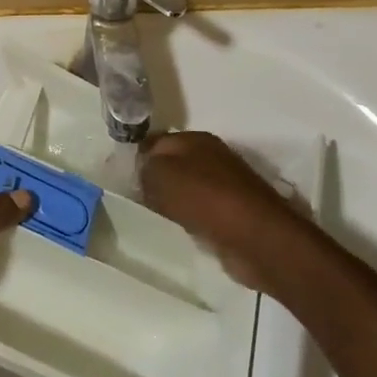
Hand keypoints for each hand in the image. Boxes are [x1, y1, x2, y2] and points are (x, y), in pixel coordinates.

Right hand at [140, 131, 318, 296]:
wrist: (255, 237)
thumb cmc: (204, 198)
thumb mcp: (160, 174)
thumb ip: (144, 166)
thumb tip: (142, 169)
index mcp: (194, 139)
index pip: (156, 141)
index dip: (137, 156)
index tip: (120, 176)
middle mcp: (212, 156)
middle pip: (172, 164)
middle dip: (154, 180)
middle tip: (134, 198)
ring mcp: (226, 185)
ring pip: (186, 188)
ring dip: (171, 201)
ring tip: (152, 215)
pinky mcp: (233, 213)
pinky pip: (200, 211)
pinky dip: (189, 219)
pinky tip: (178, 229)